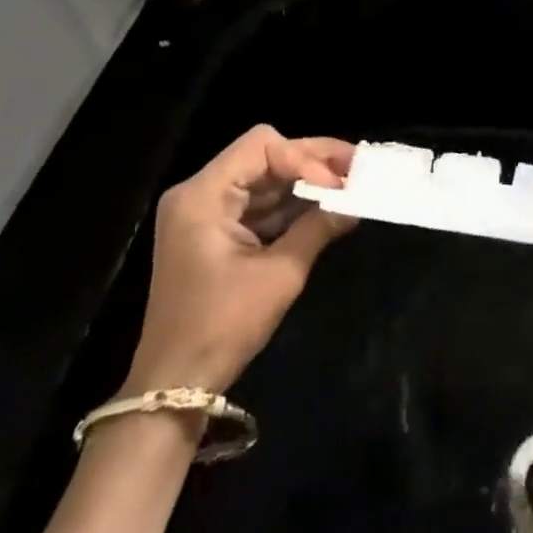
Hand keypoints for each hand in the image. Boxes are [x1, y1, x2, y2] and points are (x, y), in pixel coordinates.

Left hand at [122, 126, 354, 395]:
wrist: (175, 386)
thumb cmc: (223, 326)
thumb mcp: (279, 274)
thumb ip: (318, 228)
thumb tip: (356, 202)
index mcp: (203, 195)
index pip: (262, 146)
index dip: (304, 158)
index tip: (337, 186)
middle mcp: (199, 193)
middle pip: (264, 156)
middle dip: (312, 162)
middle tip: (358, 166)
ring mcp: (204, 213)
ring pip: (264, 178)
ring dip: (305, 183)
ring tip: (350, 186)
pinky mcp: (213, 233)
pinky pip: (257, 204)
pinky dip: (289, 205)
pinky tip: (325, 208)